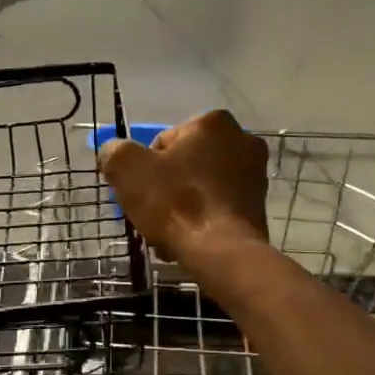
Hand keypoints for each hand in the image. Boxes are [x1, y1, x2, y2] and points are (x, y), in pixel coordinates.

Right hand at [97, 110, 269, 263]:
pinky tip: (188, 240)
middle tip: (151, 213)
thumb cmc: (175, 203)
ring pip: (201, 187)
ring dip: (182, 205)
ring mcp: (256, 174)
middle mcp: (242, 140)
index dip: (145, 168)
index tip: (140, 192)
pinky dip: (202, 220)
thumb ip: (115, 152)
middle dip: (166, 186)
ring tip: (167, 233)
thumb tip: (114, 152)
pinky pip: (218, 207)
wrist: (222, 252)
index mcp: (213, 122)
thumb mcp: (127, 169)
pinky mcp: (260, 205)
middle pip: (185, 164)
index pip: (164, 141)